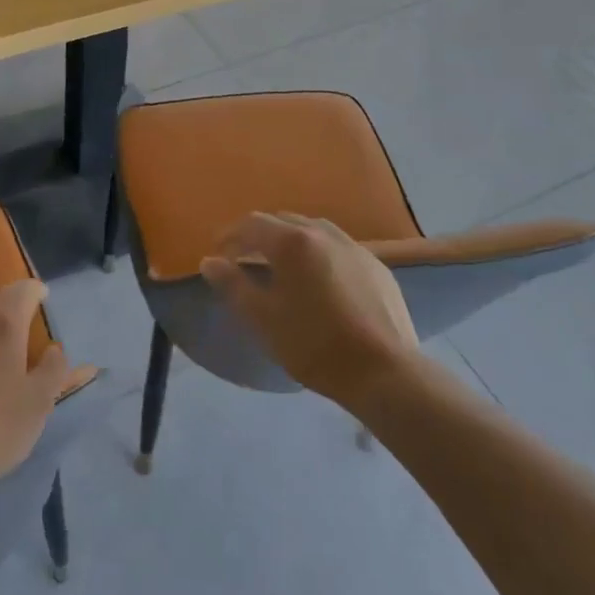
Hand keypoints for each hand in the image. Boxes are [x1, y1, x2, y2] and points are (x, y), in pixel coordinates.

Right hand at [200, 212, 418, 409]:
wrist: (385, 372)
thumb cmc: (315, 345)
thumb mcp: (263, 319)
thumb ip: (233, 286)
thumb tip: (209, 261)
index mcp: (292, 242)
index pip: (251, 224)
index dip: (230, 235)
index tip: (219, 253)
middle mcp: (322, 232)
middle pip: (282, 221)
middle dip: (259, 235)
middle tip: (245, 259)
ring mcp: (353, 246)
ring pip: (312, 230)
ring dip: (290, 241)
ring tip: (283, 266)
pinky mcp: (376, 265)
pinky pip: (338, 247)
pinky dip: (319, 254)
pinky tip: (320, 280)